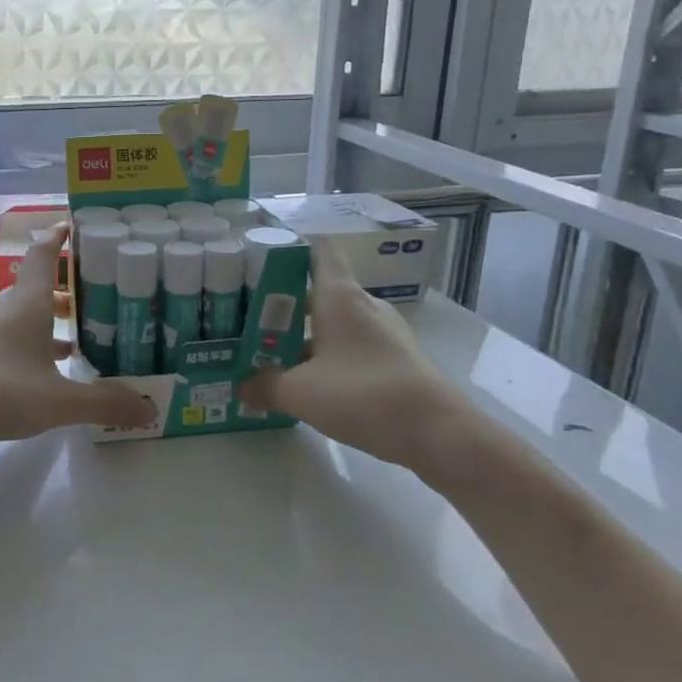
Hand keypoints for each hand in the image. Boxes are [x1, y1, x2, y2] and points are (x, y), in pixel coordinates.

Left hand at [0, 223, 158, 447]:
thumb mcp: (58, 401)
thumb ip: (104, 403)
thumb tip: (149, 407)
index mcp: (27, 302)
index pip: (45, 254)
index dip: (59, 237)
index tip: (74, 226)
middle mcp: (2, 305)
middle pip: (35, 286)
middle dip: (64, 291)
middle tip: (93, 301)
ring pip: (19, 313)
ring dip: (45, 321)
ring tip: (72, 341)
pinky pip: (3, 334)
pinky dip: (25, 342)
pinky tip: (35, 372)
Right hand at [237, 239, 485, 478]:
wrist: (440, 434)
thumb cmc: (365, 395)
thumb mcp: (301, 393)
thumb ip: (265, 385)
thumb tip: (241, 385)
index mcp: (339, 296)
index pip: (317, 249)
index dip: (288, 247)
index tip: (256, 258)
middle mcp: (362, 305)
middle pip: (317, 289)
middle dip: (282, 302)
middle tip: (246, 317)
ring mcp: (382, 332)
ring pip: (332, 321)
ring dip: (302, 333)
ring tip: (269, 352)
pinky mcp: (394, 358)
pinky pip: (349, 345)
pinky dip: (325, 355)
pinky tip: (306, 381)